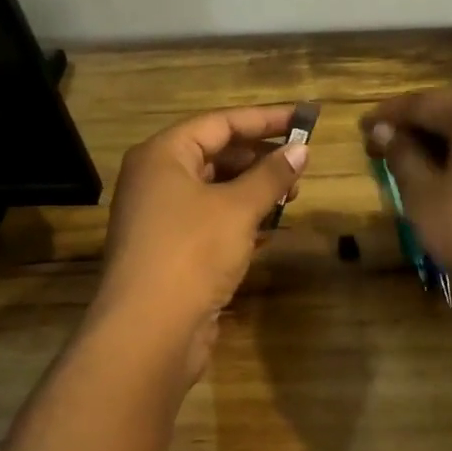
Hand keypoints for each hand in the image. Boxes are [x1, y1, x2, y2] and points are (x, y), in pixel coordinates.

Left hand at [98, 104, 308, 357]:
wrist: (148, 332)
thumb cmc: (192, 252)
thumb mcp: (238, 208)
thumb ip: (271, 175)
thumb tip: (301, 148)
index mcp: (162, 156)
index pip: (219, 123)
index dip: (264, 119)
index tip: (303, 118)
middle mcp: (156, 180)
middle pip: (215, 155)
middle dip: (260, 158)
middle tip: (300, 164)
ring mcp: (160, 218)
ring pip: (214, 190)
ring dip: (253, 190)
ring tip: (291, 196)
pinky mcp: (170, 251)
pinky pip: (210, 221)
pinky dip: (240, 219)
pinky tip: (270, 228)